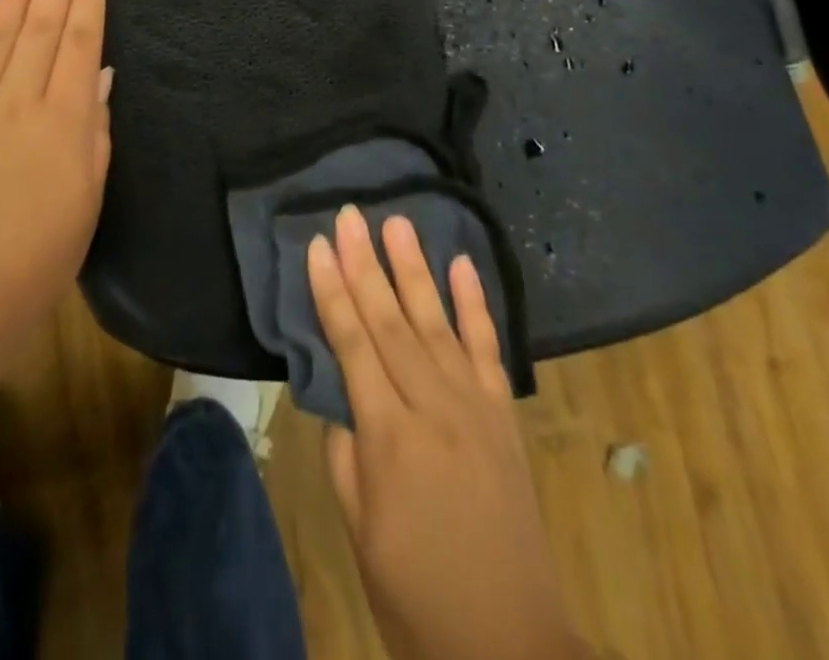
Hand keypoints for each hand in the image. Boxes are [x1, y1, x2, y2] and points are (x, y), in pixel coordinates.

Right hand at [309, 206, 586, 659]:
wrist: (510, 645)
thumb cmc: (416, 593)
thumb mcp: (360, 530)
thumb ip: (346, 453)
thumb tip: (340, 393)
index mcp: (390, 437)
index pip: (352, 344)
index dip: (332, 291)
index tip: (318, 245)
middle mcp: (434, 406)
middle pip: (391, 320)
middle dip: (366, 263)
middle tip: (351, 213)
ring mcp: (475, 406)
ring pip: (437, 321)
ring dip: (415, 268)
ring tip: (398, 222)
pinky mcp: (504, 415)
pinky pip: (488, 348)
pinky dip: (476, 304)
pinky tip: (463, 265)